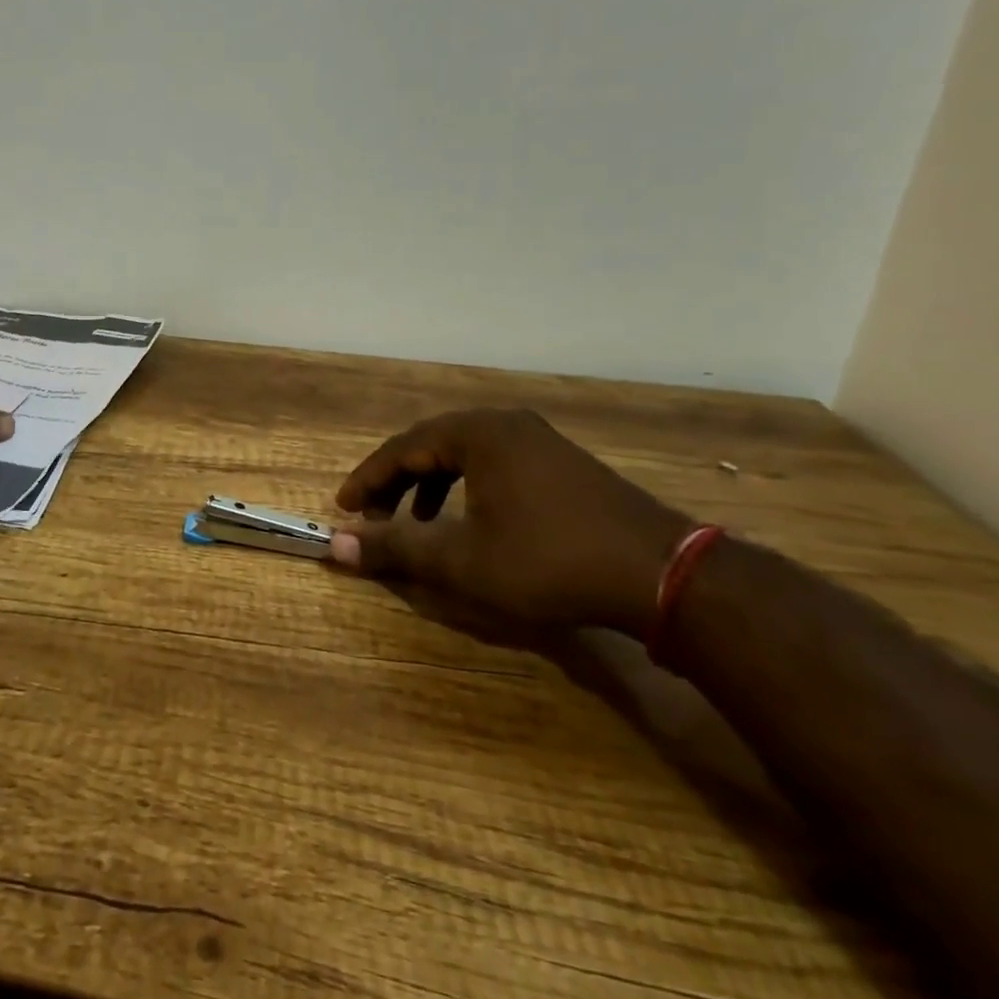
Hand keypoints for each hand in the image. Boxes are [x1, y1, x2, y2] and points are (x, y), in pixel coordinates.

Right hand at [332, 409, 690, 636]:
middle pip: (431, 445)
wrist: (661, 575)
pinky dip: (467, 487)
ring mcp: (538, 440)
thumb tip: (336, 547)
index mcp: (477, 432)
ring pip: (464, 454)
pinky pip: (494, 463)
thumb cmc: (548, 561)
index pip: (402, 448)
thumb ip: (396, 548)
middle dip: (396, 482)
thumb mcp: (462, 561)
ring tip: (418, 522)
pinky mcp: (562, 462)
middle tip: (374, 516)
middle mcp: (504, 423)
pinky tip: (472, 521)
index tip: (343, 509)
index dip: (367, 480)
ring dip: (430, 485)